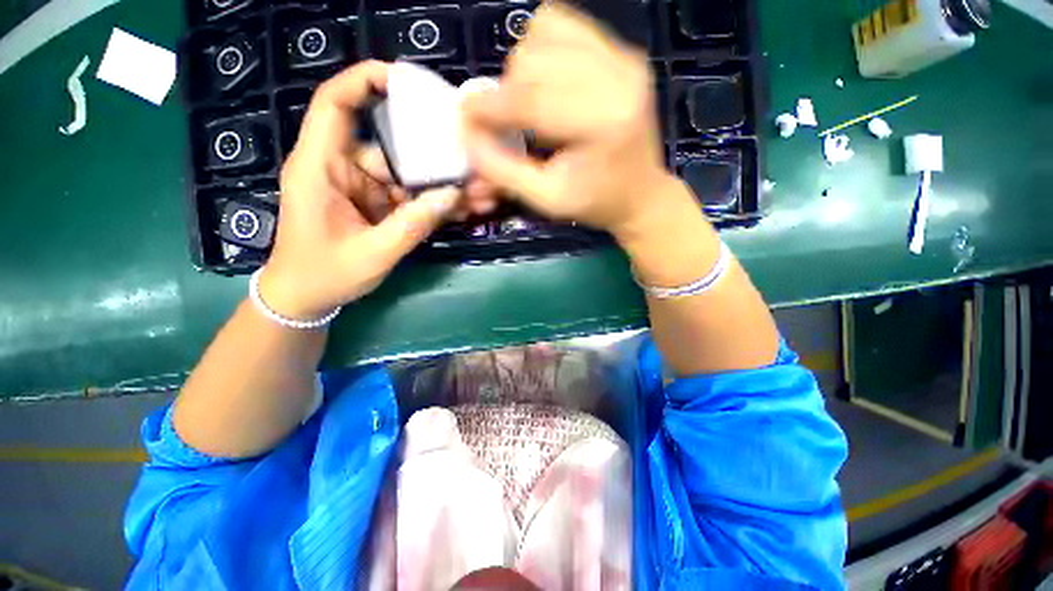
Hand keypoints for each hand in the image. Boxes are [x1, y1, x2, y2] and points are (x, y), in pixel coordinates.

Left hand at [260, 61, 487, 320]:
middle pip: (390, 145)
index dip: (365, 80)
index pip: (335, 105)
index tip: (407, 80)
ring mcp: (363, 189)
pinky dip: (434, 203)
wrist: (306, 299)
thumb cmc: (325, 275)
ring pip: (407, 176)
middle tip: (472, 159)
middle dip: (432, 153)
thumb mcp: (373, 253)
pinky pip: (409, 197)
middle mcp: (342, 170)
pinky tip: (462, 208)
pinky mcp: (376, 206)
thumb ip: (412, 224)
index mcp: (320, 169)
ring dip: (441, 185)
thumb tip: (452, 195)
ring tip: (479, 193)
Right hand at [461, 4, 683, 240]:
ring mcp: (623, 57)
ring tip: (531, 107)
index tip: (464, 118)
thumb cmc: (595, 203)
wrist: (641, 194)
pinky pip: (563, 26)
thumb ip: (502, 169)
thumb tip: (466, 134)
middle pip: (531, 58)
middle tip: (507, 125)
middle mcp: (617, 77)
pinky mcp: (623, 50)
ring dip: (522, 71)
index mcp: (601, 122)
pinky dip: (541, 50)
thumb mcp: (546, 199)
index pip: (530, 98)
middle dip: (506, 93)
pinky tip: (547, 84)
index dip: (488, 107)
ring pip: (542, 33)